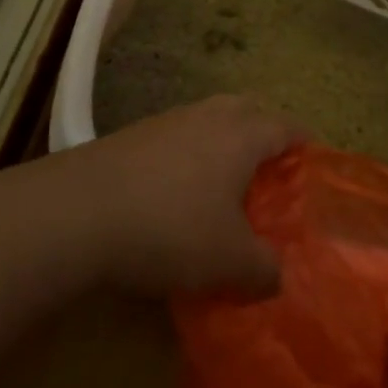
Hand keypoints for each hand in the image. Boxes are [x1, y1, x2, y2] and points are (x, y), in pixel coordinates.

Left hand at [73, 95, 304, 295]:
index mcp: (241, 135)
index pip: (286, 128)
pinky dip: (185, 160)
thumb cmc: (170, 229)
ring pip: (207, 123)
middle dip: (262, 135)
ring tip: (221, 189)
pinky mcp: (129, 137)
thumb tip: (276, 276)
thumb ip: (264, 269)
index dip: (303, 146)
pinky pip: (174, 140)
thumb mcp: (230, 262)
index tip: (311, 166)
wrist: (76, 213)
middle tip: (268, 172)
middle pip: (247, 111)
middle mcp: (207, 117)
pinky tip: (174, 197)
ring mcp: (165, 122)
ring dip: (220, 147)